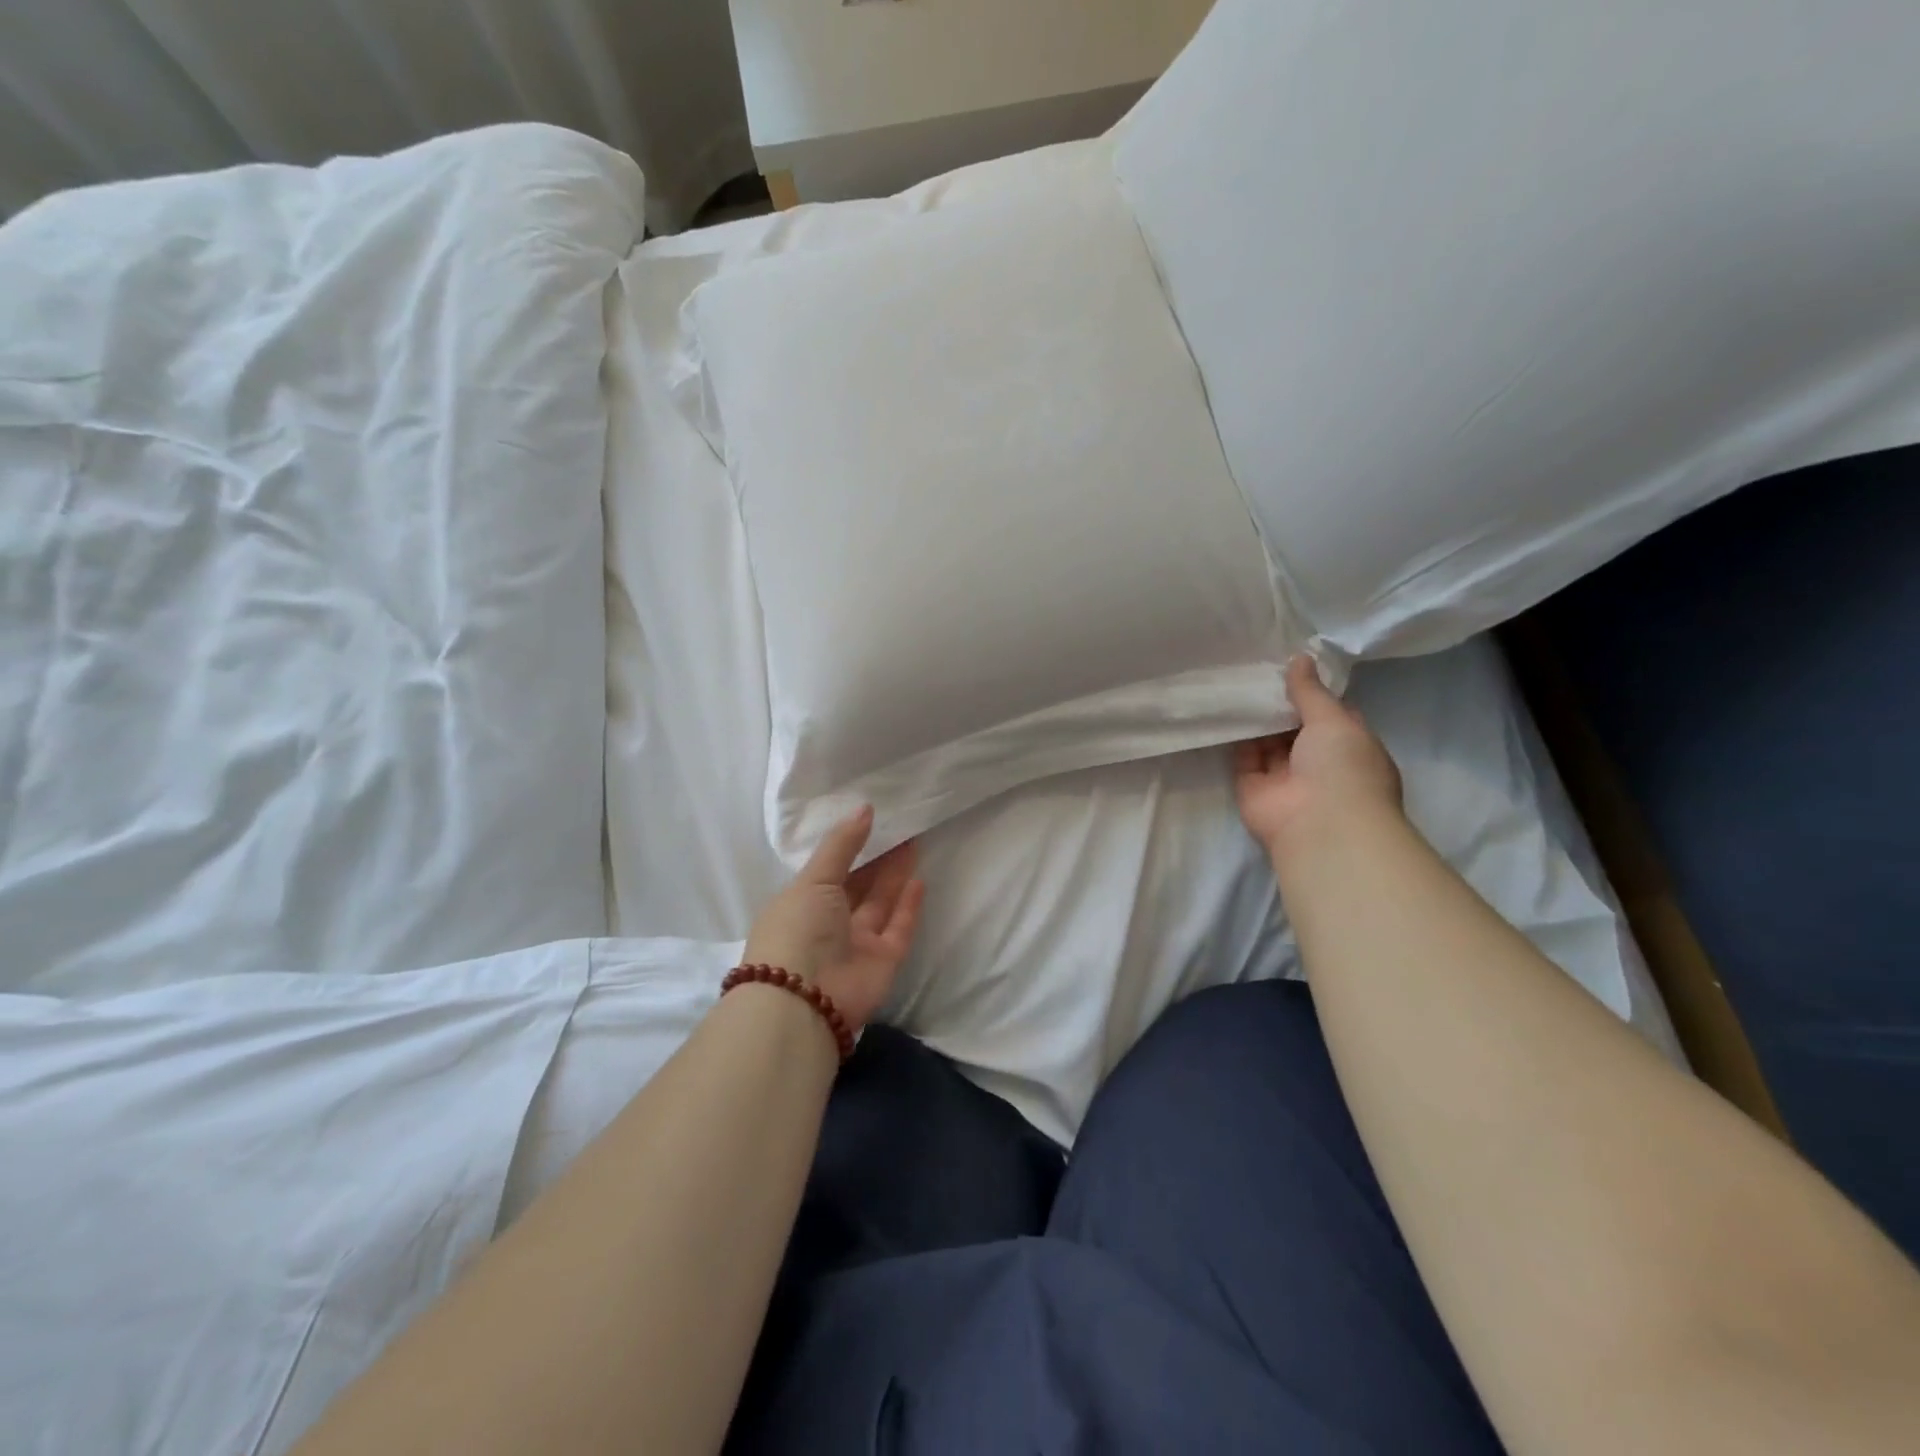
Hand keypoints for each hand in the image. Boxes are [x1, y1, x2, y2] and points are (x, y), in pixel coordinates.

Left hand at [742, 806, 923, 1031]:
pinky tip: (920, 880)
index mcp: (803, 903)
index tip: (873, 820)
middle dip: (878, 858)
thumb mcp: (813, 879)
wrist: (804, 1001)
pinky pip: (899, 929)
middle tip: (902, 826)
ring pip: (881, 903)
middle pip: (859, 885)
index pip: (830, 870)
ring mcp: (857, 943)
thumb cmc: (798, 929)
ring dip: (896, 875)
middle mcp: (830, 923)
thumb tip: (865, 808)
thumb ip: (841, 845)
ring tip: (915, 841)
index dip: (851, 847)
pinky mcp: (883, 961)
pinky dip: (909, 907)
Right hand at [1235, 655, 1403, 865]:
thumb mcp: (1334, 719)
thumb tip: (1300, 658)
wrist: (1319, 826)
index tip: (1289, 665)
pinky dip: (1235, 738)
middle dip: (1278, 704)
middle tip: (1254, 668)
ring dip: (1255, 719)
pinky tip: (1224, 709)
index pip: (1329, 714)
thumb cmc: (1343, 767)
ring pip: (1267, 742)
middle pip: (1294, 727)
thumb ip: (1311, 691)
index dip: (1311, 692)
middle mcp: (1318, 763)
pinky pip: (1242, 758)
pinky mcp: (1253, 789)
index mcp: (1349, 747)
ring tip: (1235, 682)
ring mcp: (1284, 778)